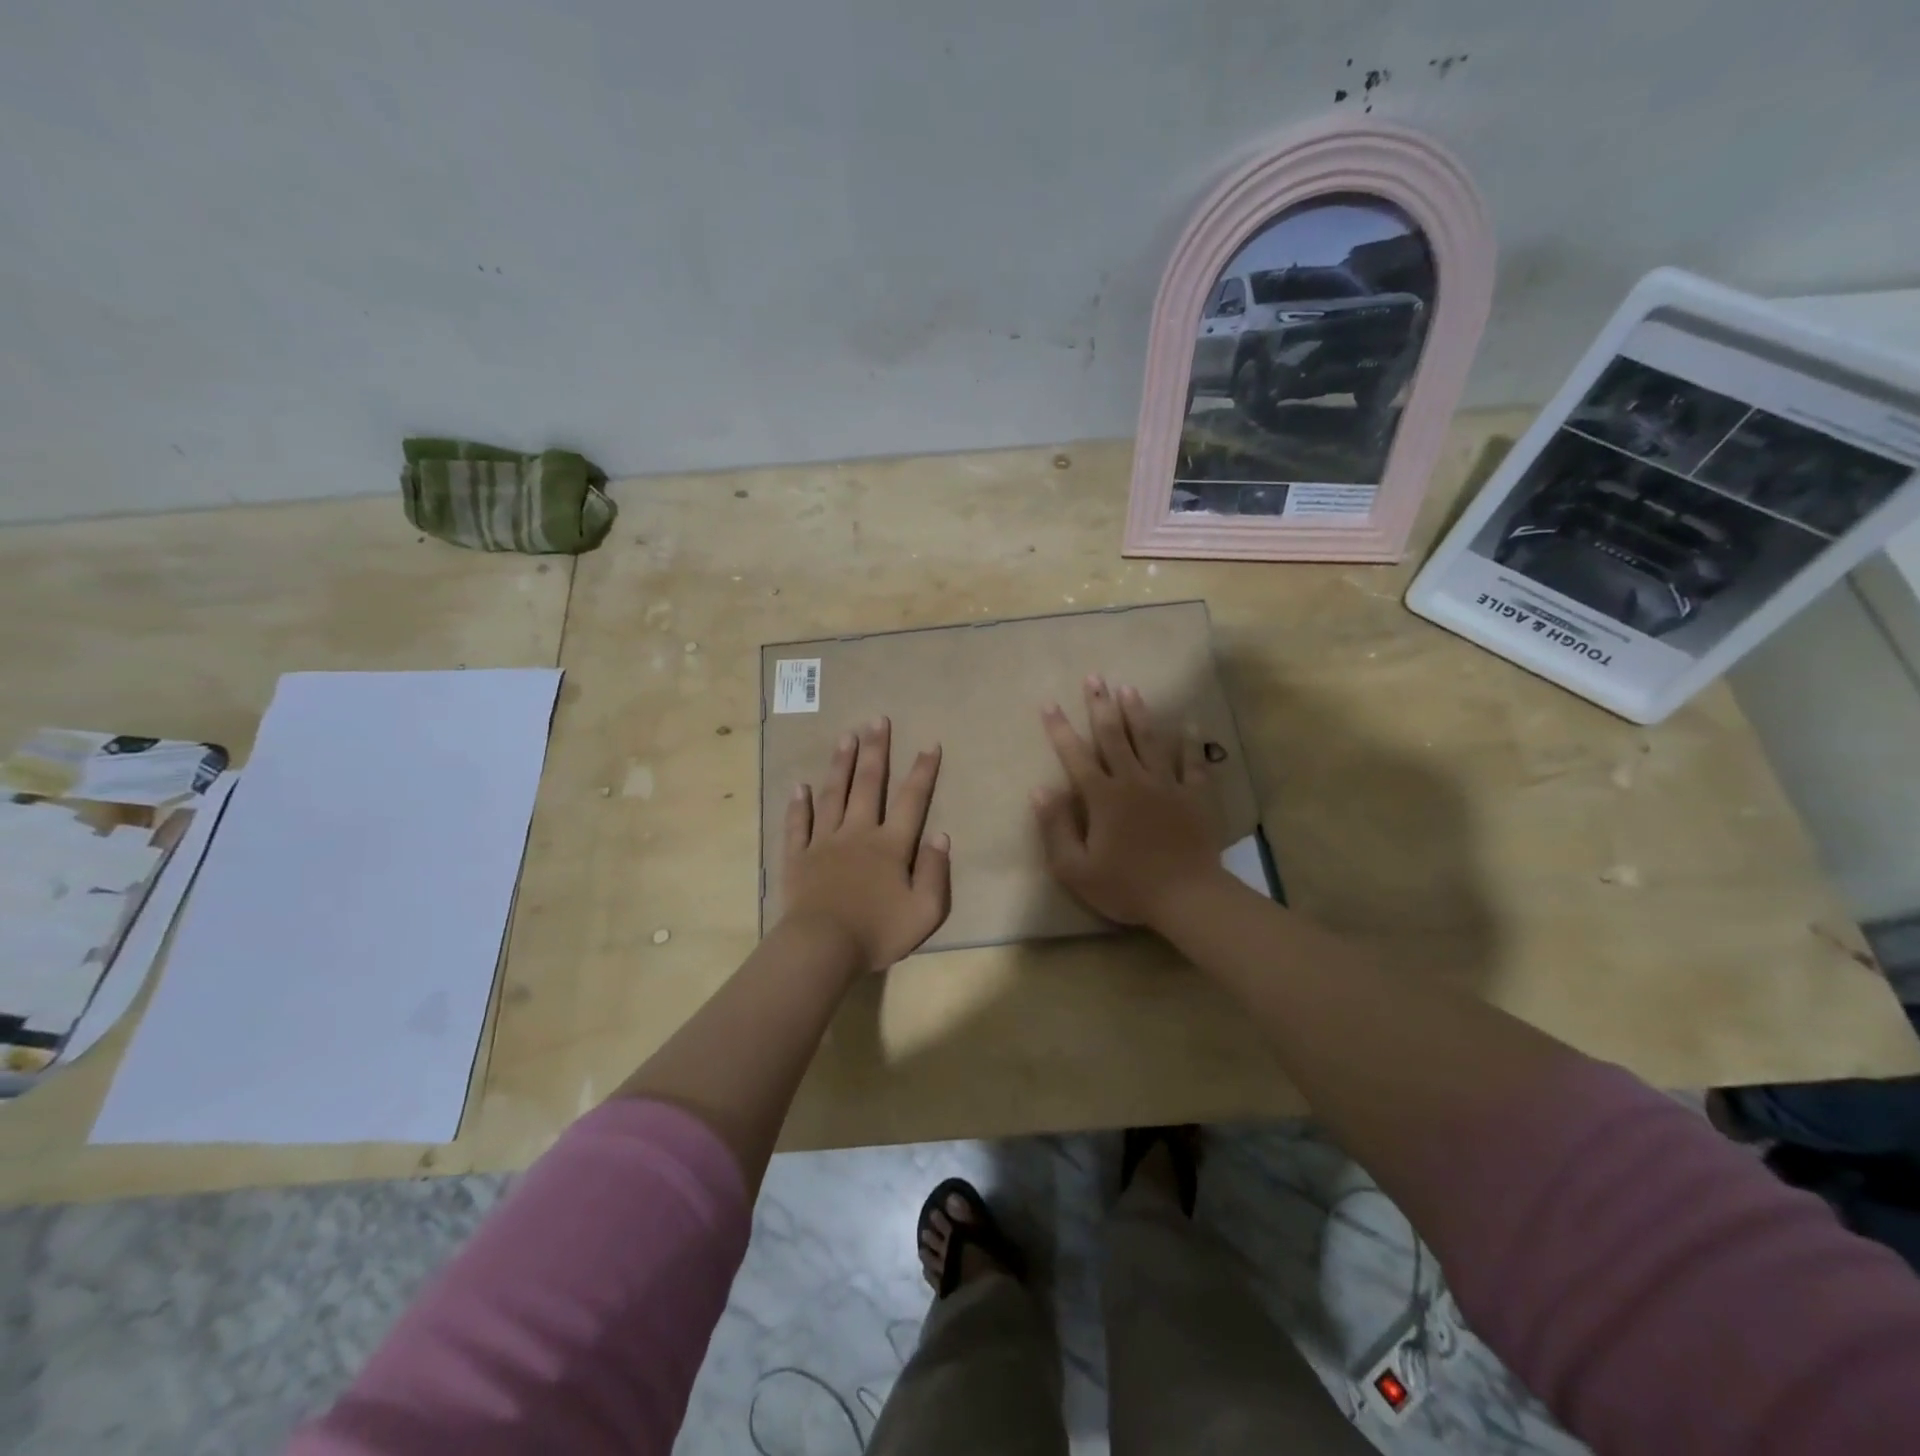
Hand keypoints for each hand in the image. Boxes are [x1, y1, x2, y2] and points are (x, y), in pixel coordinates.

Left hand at [781, 717, 951, 972]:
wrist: (822, 948)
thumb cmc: (877, 932)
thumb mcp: (924, 911)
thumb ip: (935, 872)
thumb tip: (941, 835)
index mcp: (890, 846)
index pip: (911, 800)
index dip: (922, 771)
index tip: (929, 744)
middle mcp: (857, 833)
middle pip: (868, 785)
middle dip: (875, 751)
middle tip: (877, 720)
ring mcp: (824, 843)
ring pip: (833, 795)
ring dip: (840, 765)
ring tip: (846, 737)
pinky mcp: (798, 858)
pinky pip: (798, 825)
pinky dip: (799, 805)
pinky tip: (799, 787)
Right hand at [1032, 676, 1223, 927]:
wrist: (1186, 897)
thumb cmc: (1126, 886)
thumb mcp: (1075, 868)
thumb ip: (1055, 827)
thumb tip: (1039, 789)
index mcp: (1102, 797)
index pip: (1075, 756)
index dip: (1060, 729)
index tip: (1049, 703)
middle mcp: (1133, 781)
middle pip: (1113, 736)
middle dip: (1100, 705)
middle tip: (1095, 678)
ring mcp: (1167, 785)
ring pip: (1149, 740)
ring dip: (1138, 713)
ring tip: (1129, 688)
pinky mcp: (1194, 796)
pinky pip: (1192, 762)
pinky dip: (1190, 742)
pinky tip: (1189, 724)